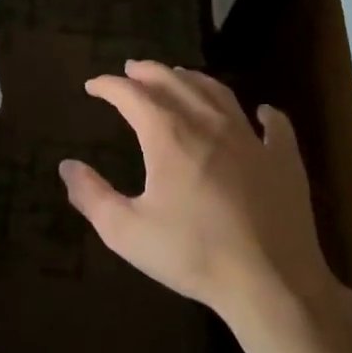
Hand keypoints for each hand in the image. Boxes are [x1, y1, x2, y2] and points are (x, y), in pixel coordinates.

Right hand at [59, 61, 351, 330]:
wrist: (271, 283)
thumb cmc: (193, 254)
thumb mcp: (126, 232)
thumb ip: (92, 196)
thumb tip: (67, 166)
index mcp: (169, 137)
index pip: (132, 95)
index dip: (109, 86)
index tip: (92, 85)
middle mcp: (209, 125)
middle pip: (175, 83)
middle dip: (149, 72)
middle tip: (132, 69)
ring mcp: (251, 140)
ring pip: (219, 94)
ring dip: (194, 80)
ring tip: (180, 76)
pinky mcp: (284, 161)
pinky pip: (275, 126)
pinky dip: (265, 114)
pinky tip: (262, 112)